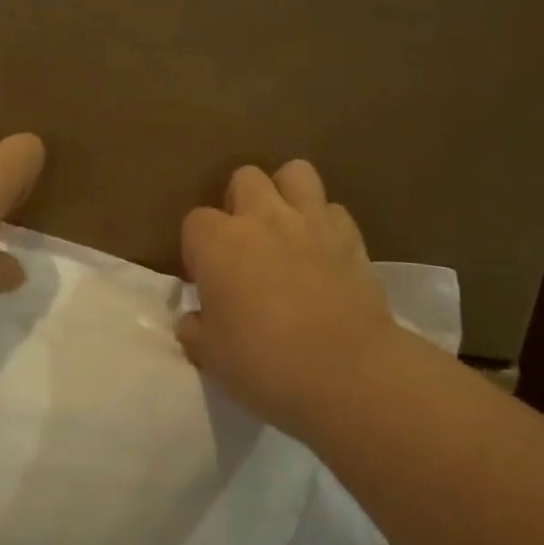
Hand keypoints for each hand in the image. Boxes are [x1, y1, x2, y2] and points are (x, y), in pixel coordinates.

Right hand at [177, 160, 395, 437]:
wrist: (347, 372)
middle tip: (245, 244)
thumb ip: (196, 331)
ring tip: (286, 227)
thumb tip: (192, 320)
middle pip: (244, 177)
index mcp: (218, 242)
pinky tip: (324, 250)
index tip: (207, 279)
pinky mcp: (350, 236)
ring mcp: (310, 221)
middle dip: (240, 202)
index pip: (195, 221)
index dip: (198, 248)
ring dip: (287, 192)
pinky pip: (333, 209)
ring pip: (295, 172)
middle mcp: (262, 218)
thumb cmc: (266, 363)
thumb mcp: (213, 357)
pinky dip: (326, 223)